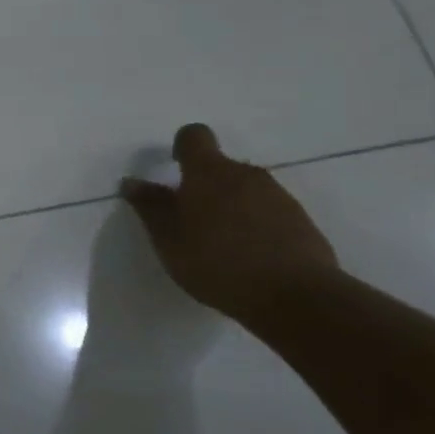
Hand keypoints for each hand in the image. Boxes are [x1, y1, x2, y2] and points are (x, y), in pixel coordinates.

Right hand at [118, 123, 338, 321]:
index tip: (174, 170)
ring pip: (246, 191)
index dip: (181, 147)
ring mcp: (279, 197)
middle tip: (192, 221)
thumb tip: (132, 181)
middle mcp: (246, 174)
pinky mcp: (302, 223)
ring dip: (232, 207)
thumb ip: (149, 206)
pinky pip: (270, 214)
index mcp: (208, 171)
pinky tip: (251, 259)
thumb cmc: (217, 261)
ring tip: (223, 245)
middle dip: (205, 186)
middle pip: (221, 167)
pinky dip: (257, 227)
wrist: (296, 297)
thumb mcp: (168, 237)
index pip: (194, 136)